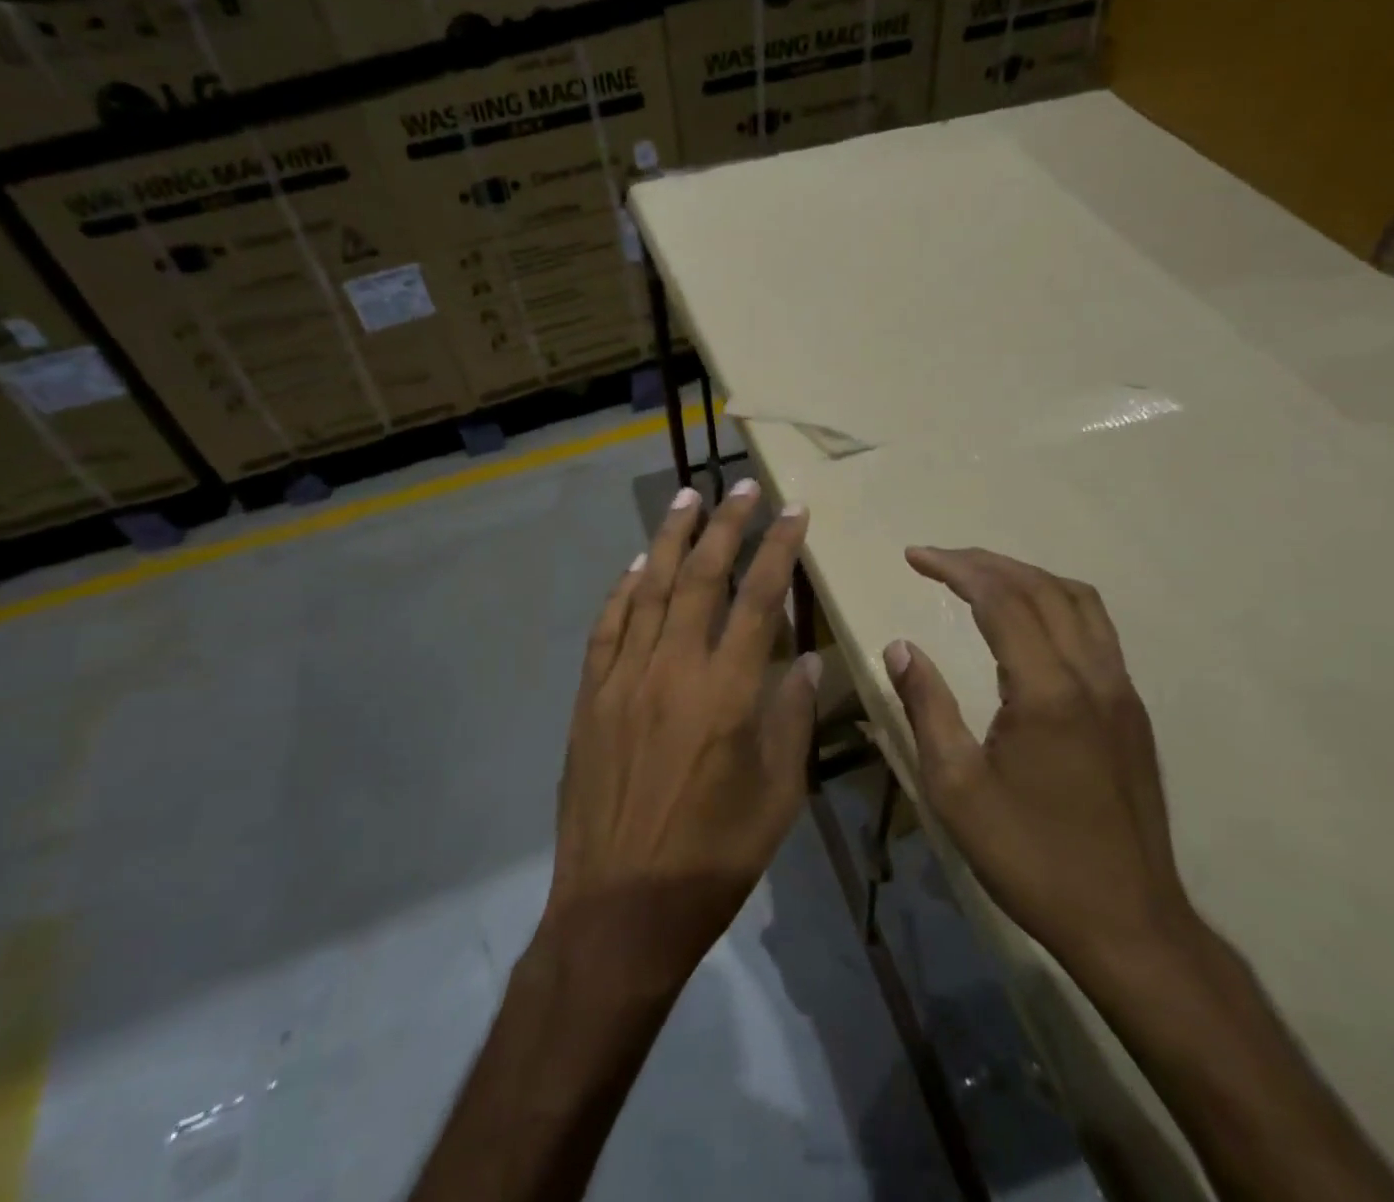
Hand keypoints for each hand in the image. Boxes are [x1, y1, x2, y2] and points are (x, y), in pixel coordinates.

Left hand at [544, 479, 818, 991]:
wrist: (620, 906)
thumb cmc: (713, 858)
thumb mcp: (777, 797)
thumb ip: (792, 719)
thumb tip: (804, 659)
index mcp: (726, 693)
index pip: (759, 598)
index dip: (777, 548)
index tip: (793, 511)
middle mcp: (672, 669)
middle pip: (700, 577)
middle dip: (724, 525)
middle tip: (742, 487)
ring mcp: (623, 678)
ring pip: (648, 588)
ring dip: (670, 538)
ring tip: (687, 497)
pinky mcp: (590, 695)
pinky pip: (607, 625)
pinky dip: (623, 588)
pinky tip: (636, 563)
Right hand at [884, 547, 1191, 969]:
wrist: (1129, 924)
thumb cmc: (1030, 856)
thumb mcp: (955, 787)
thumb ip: (926, 706)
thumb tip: (901, 647)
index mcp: (1048, 691)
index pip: (1001, 599)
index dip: (955, 568)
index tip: (915, 556)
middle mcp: (1092, 676)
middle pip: (1041, 588)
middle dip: (986, 562)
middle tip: (938, 558)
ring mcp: (1121, 691)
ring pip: (1079, 601)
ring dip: (1026, 576)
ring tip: (980, 576)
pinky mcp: (1132, 711)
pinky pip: (1096, 629)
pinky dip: (1055, 602)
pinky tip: (1028, 622)